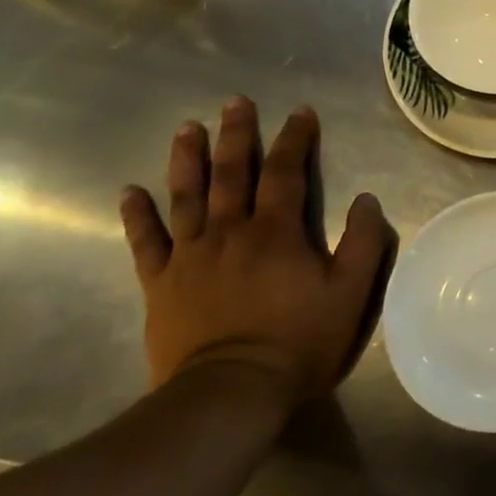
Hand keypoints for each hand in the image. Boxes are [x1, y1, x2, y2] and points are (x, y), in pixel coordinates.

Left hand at [119, 97, 394, 407]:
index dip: (295, 139)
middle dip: (236, 135)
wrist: (230, 393)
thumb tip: (365, 200)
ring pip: (187, 197)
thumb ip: (362, 242)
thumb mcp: (351, 293)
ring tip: (187, 128)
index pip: (286, 173)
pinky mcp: (161, 285)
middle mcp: (230, 233)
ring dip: (187, 160)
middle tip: (234, 102)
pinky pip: (146, 243)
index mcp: (277, 232)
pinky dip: (137, 216)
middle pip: (232, 174)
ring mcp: (190, 257)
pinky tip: (129, 192)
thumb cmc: (299, 341)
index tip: (300, 112)